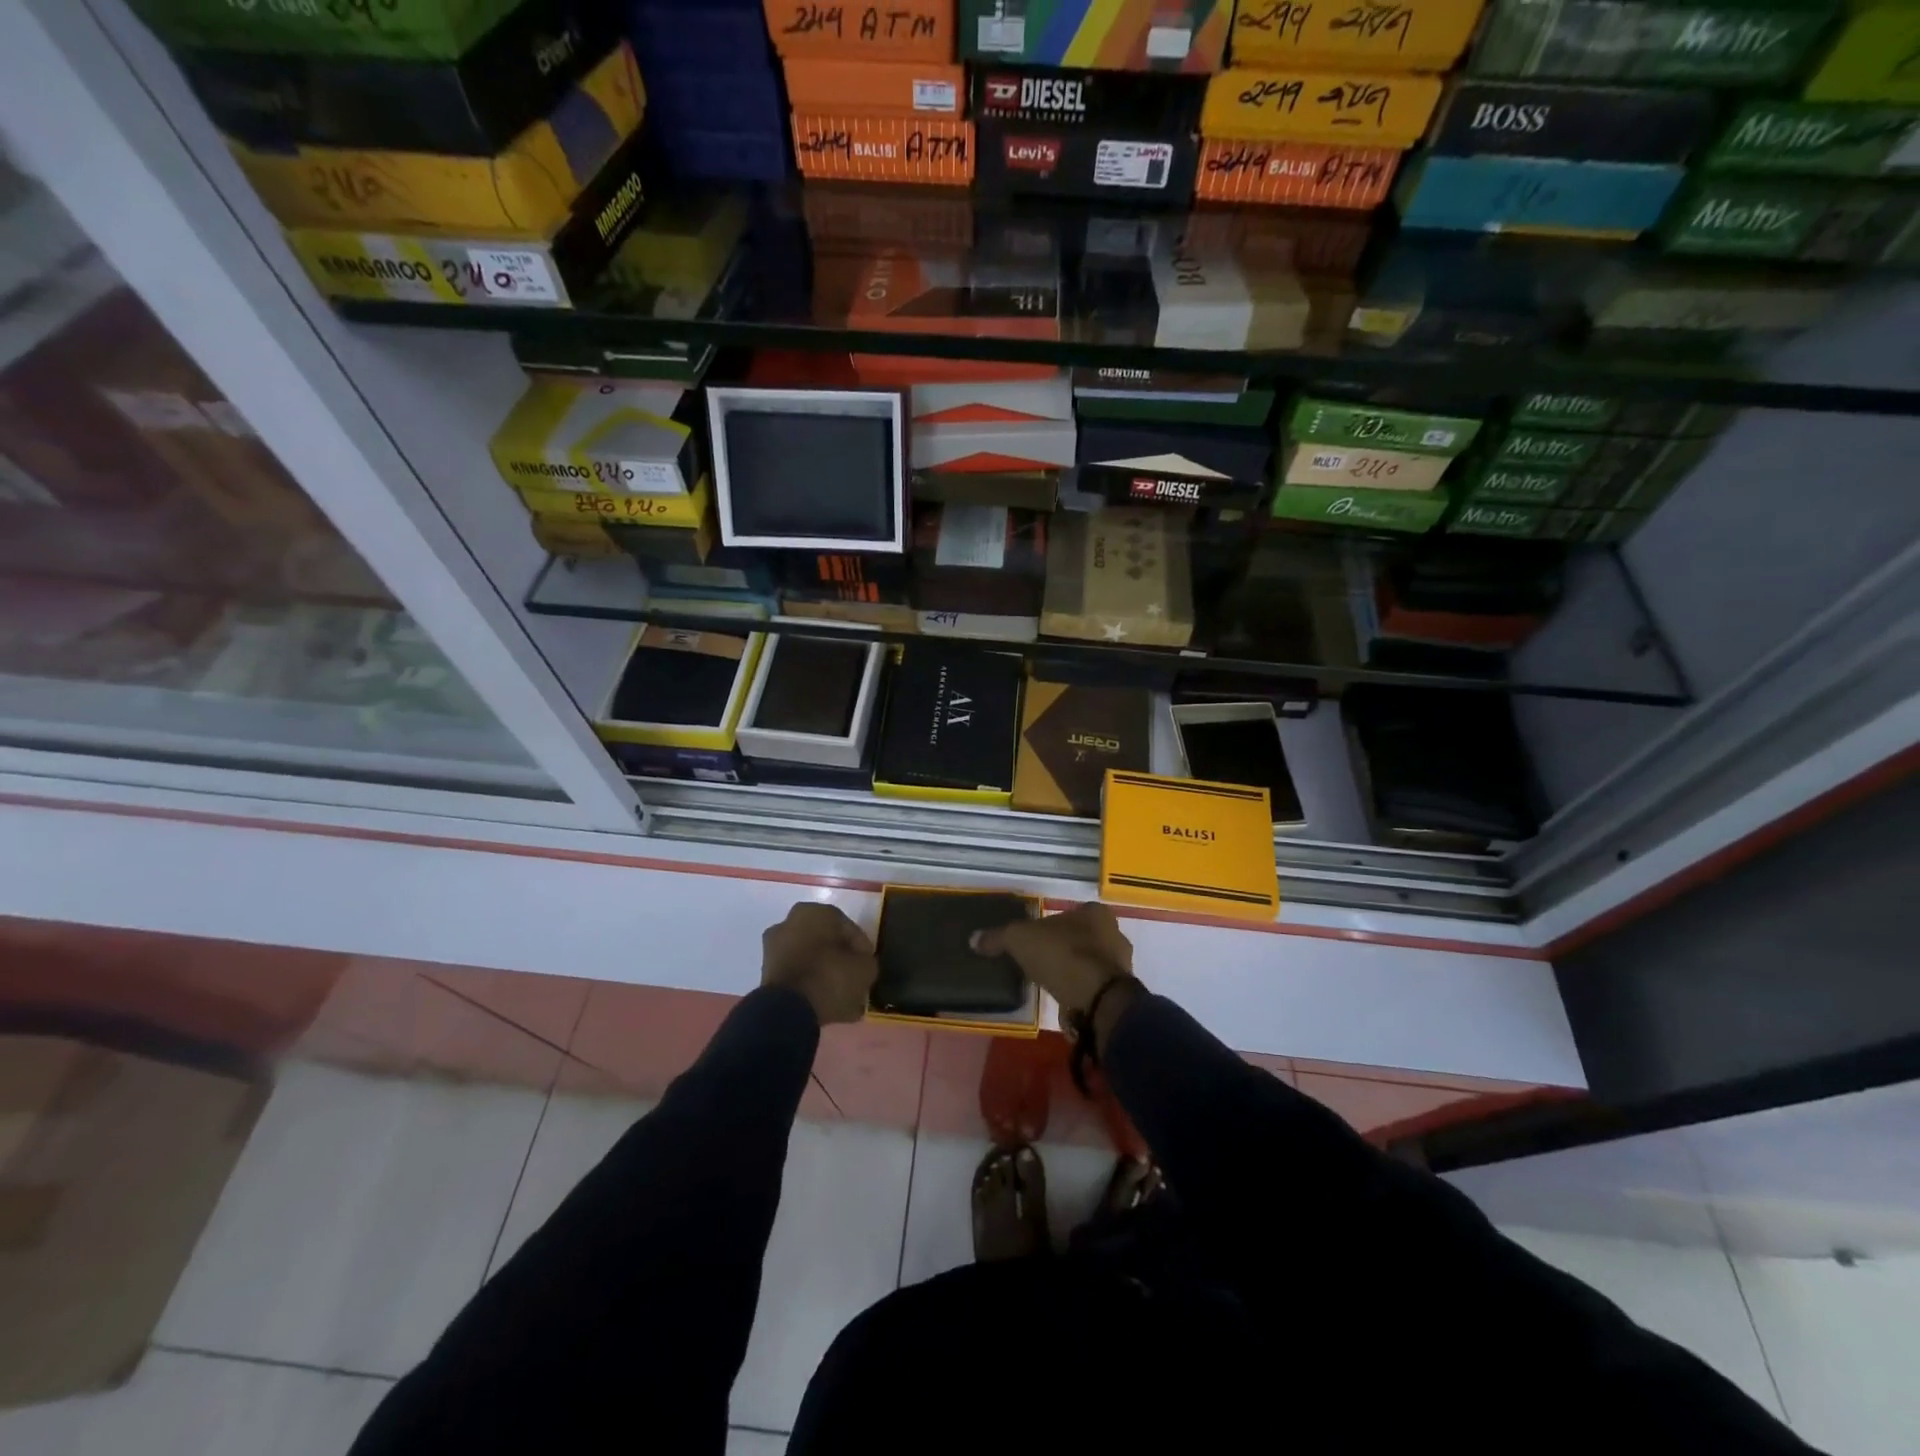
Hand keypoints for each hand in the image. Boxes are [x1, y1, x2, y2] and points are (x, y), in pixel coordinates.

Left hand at [761, 902, 877, 1025]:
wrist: (787, 1011)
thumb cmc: (829, 977)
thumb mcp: (864, 969)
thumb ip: (867, 961)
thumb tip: (861, 964)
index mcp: (815, 912)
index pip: (848, 928)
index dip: (861, 949)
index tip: (868, 966)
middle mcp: (791, 922)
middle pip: (826, 943)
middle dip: (840, 960)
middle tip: (855, 980)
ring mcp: (775, 947)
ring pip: (810, 959)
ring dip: (826, 975)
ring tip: (843, 999)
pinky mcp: (766, 972)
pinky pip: (797, 975)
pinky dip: (810, 986)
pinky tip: (827, 1006)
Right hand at [971, 903, 1138, 1036]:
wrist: (1096, 1000)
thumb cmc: (1061, 955)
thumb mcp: (1020, 939)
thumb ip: (998, 937)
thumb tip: (974, 939)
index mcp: (1095, 913)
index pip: (1070, 913)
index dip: (1049, 925)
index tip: (1033, 940)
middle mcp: (1114, 933)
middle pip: (1082, 937)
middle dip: (1062, 947)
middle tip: (1038, 961)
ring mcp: (1120, 965)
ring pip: (1089, 962)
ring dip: (1071, 971)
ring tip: (1047, 982)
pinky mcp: (1119, 993)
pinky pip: (1093, 987)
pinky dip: (1078, 991)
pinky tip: (1062, 1000)